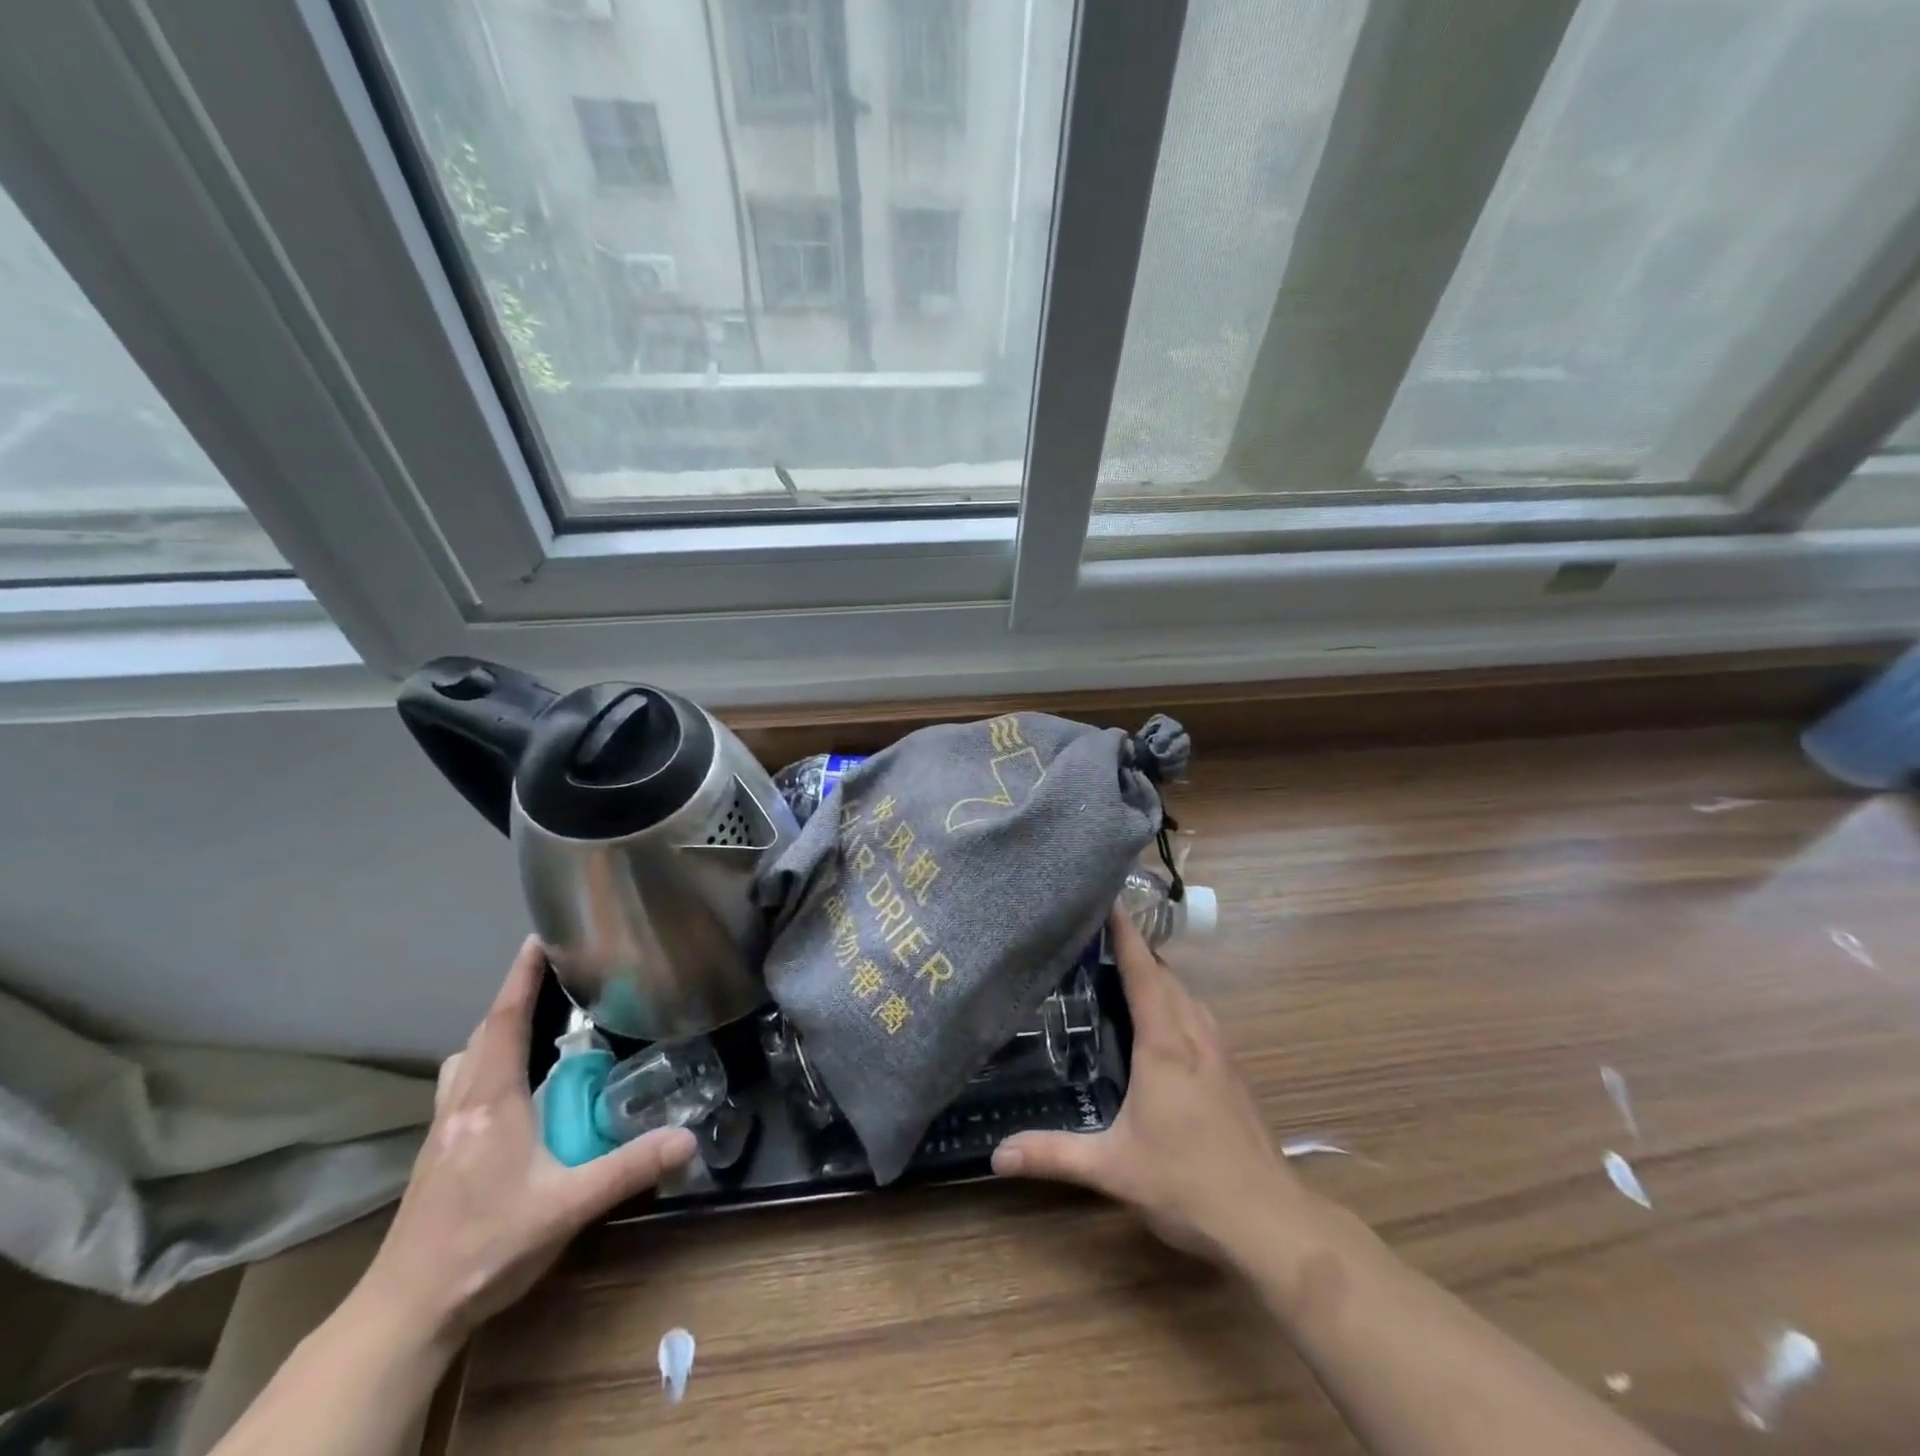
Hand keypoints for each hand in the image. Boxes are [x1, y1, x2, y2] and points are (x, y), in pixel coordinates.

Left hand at [357, 936, 697, 1345]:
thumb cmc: (486, 1249)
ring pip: (467, 1059)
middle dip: (515, 997)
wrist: (405, 1312)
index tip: (540, 937)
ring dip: (496, 1031)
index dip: (522, 977)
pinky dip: (484, 1063)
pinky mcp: (436, 1152)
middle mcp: (462, 1105)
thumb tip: (689, 1138)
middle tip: (555, 977)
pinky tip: (510, 1090)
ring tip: (534, 1027)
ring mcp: (442, 1129)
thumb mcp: (568, 1207)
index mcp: (491, 1103)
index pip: (504, 1022)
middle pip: (484, 1033)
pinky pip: (462, 1084)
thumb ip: (629, 1168)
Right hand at [992, 905, 1303, 1262]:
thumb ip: (1054, 1154)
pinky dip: (1175, 998)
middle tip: (1093, 937)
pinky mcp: (1231, 1069)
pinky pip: (1198, 1014)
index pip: (1142, 969)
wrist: (1269, 1221)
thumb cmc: (1188, 1183)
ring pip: (1186, 992)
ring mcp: (1219, 1050)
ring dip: (1157, 974)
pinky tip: (1159, 1019)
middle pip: (1165, 973)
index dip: (1123, 932)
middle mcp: (1195, 1033)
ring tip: (1119, 969)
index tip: (1105, 898)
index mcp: (1165, 1043)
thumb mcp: (1113, 1168)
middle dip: (1133, 948)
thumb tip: (996, 1155)